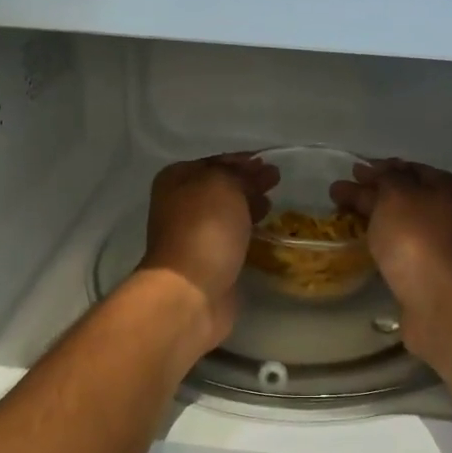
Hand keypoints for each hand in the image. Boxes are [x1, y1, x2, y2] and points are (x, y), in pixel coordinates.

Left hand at [134, 153, 278, 360]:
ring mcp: (192, 236)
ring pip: (226, 214)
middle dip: (247, 184)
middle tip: (275, 183)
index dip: (243, 161)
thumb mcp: (223, 185)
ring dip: (248, 208)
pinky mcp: (208, 262)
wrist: (191, 291)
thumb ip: (241, 174)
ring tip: (272, 207)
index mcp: (176, 180)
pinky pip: (231, 239)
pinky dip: (246, 233)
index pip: (215, 161)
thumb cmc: (204, 229)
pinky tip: (264, 233)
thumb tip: (258, 172)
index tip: (269, 163)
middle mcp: (180, 205)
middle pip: (220, 188)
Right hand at [331, 160, 451, 369]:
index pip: (408, 168)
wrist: (439, 300)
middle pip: (403, 194)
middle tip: (337, 194)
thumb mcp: (396, 195)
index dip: (379, 168)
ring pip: (399, 222)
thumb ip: (382, 179)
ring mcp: (438, 243)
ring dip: (373, 217)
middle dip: (370, 192)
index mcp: (445, 187)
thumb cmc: (416, 238)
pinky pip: (399, 246)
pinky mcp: (426, 270)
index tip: (351, 172)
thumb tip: (373, 172)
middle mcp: (446, 211)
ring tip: (343, 218)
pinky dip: (380, 240)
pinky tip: (363, 243)